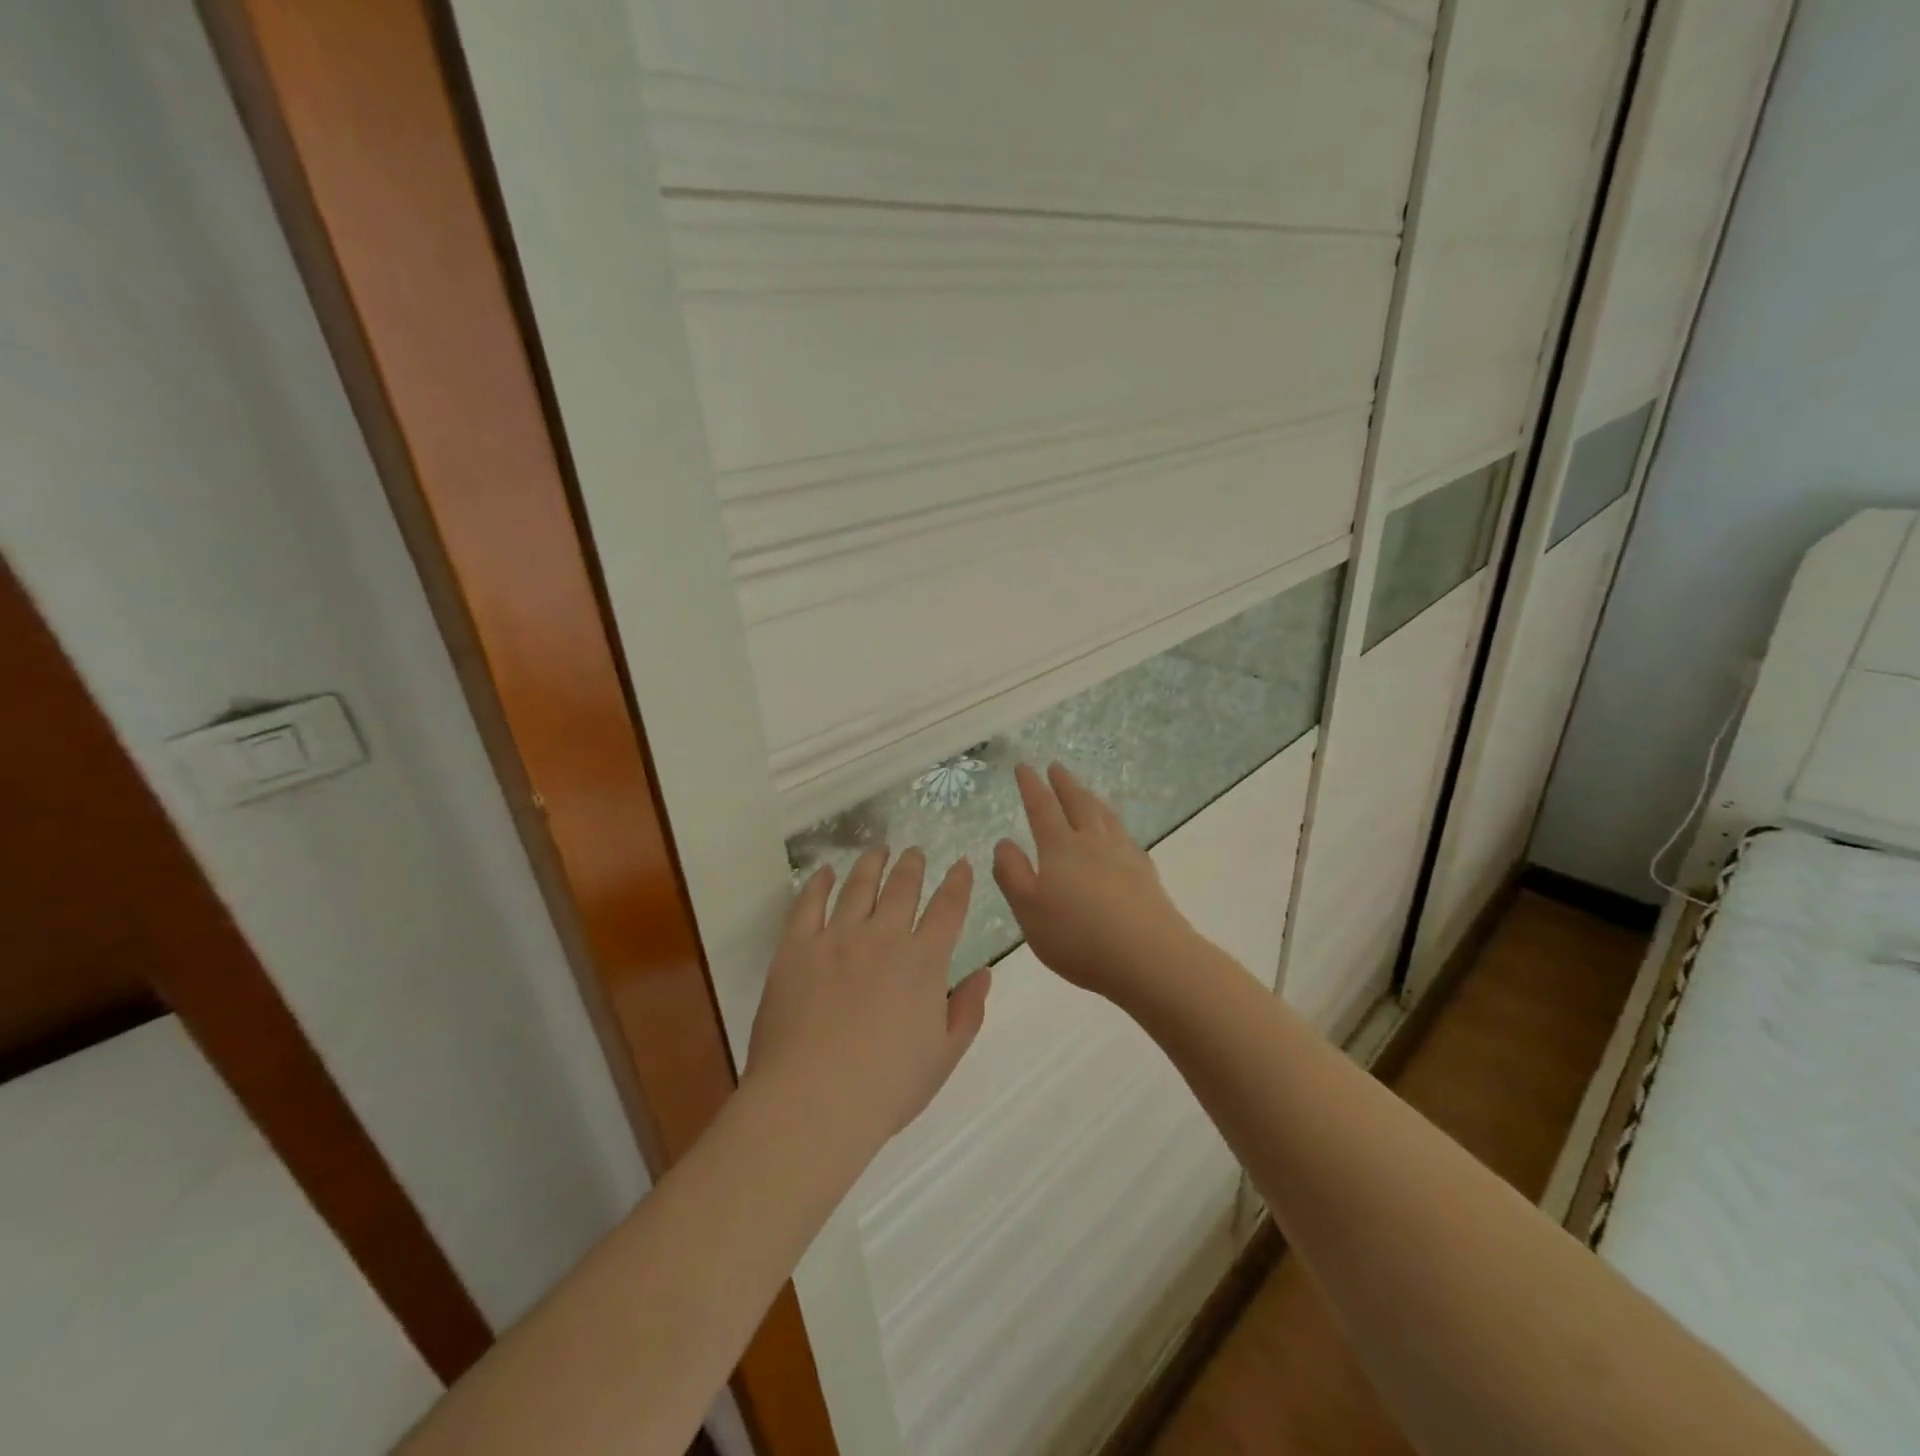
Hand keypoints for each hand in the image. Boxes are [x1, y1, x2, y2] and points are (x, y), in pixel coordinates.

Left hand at [745, 848, 991, 1148]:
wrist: (813, 1101)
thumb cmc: (886, 1087)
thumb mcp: (943, 1056)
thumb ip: (967, 1011)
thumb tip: (984, 973)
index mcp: (923, 962)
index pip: (948, 908)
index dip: (958, 883)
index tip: (961, 864)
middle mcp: (883, 937)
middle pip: (903, 887)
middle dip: (913, 865)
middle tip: (915, 852)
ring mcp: (837, 938)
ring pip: (858, 886)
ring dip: (871, 864)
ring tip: (878, 850)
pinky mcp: (796, 948)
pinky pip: (808, 904)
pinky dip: (819, 883)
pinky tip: (825, 872)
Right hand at [992, 763, 1195, 1008]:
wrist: (1148, 956)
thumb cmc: (1078, 936)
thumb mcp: (1029, 910)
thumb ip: (1012, 874)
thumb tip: (1004, 841)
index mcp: (1060, 848)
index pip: (1042, 808)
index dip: (1031, 786)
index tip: (1024, 766)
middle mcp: (1092, 842)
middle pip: (1077, 804)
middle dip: (1064, 784)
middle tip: (1056, 766)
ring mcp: (1123, 855)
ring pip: (1104, 816)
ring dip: (1091, 798)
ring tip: (1086, 791)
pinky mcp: (1145, 873)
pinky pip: (1125, 836)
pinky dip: (1115, 825)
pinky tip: (1118, 834)